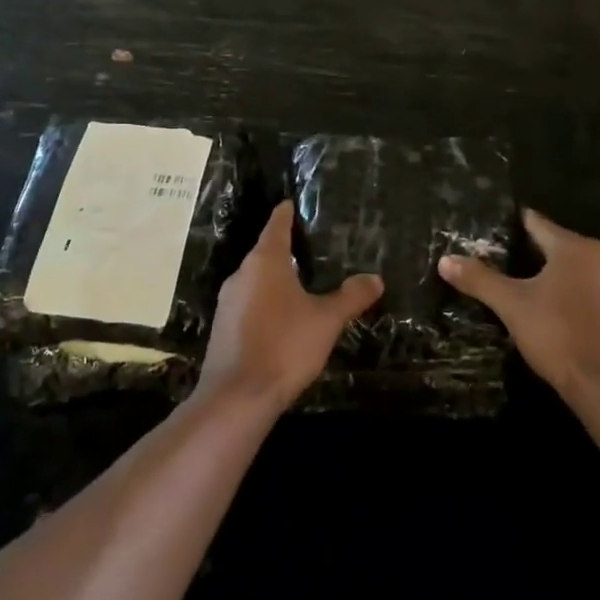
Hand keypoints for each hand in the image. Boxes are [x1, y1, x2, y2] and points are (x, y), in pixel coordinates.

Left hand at [198, 201, 383, 411]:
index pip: (276, 225)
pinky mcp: (223, 327)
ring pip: (256, 280)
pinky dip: (266, 302)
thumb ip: (351, 297)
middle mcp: (241, 274)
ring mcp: (228, 302)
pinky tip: (283, 318)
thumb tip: (375, 278)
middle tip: (312, 247)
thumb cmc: (284, 346)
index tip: (292, 202)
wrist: (237, 396)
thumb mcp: (326, 320)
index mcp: (264, 262)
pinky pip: (249, 303)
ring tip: (303, 282)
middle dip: (286, 249)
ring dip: (276, 279)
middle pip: (265, 252)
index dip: (287, 213)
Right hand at [437, 209, 599, 401]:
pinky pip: (585, 292)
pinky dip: (564, 295)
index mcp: (576, 248)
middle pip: (554, 245)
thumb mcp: (511, 305)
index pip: (535, 222)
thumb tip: (445, 260)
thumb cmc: (558, 334)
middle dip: (525, 253)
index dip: (509, 225)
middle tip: (492, 260)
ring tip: (515, 286)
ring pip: (571, 271)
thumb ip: (479, 279)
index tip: (486, 230)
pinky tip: (545, 312)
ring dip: (546, 276)